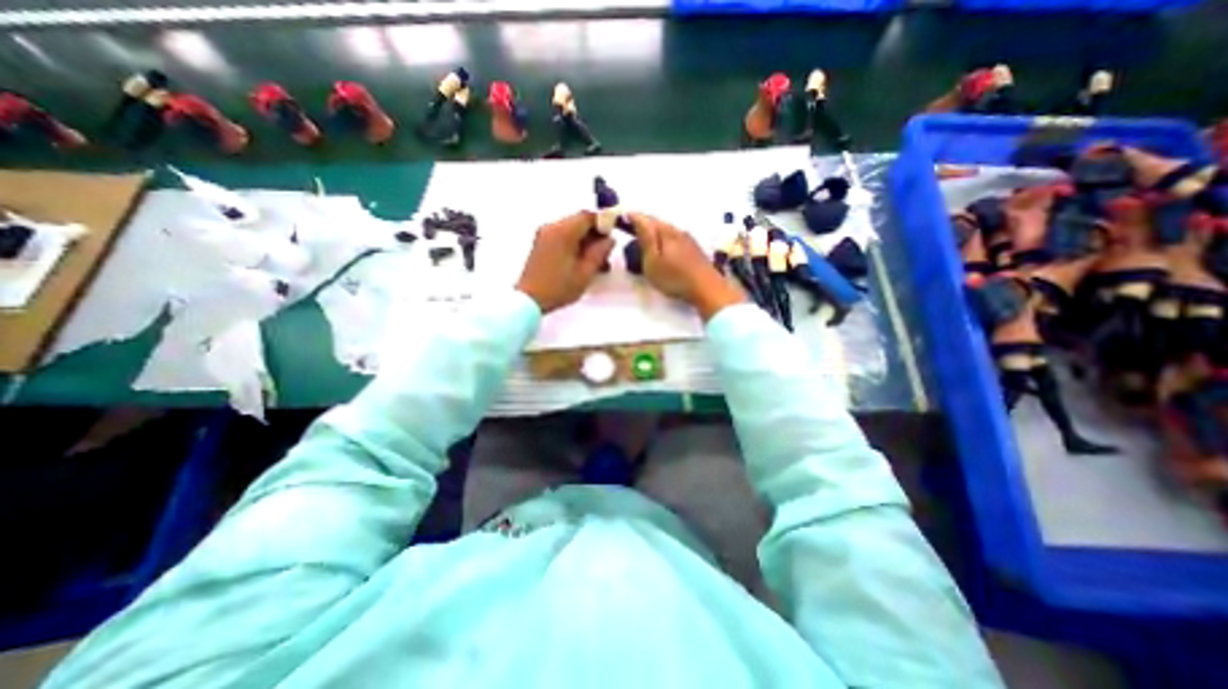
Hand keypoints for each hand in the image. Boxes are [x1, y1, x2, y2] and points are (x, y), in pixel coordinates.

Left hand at [515, 211, 612, 315]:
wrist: (529, 300)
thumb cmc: (559, 288)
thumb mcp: (585, 272)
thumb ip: (600, 252)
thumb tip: (610, 239)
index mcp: (563, 231)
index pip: (588, 216)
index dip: (603, 223)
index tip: (612, 237)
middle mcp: (552, 227)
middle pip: (579, 222)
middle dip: (595, 234)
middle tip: (605, 253)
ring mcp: (544, 234)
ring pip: (571, 230)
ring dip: (585, 241)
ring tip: (595, 261)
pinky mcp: (541, 243)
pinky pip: (562, 237)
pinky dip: (574, 244)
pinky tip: (581, 261)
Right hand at [628, 212, 742, 320]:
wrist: (707, 288)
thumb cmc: (674, 278)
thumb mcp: (653, 262)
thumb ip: (645, 239)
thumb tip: (637, 218)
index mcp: (665, 232)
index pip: (645, 218)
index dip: (632, 217)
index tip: (622, 219)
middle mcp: (677, 230)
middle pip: (657, 222)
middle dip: (644, 223)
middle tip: (632, 228)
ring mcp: (688, 239)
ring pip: (667, 229)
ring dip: (655, 231)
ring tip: (646, 239)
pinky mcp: (694, 249)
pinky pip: (675, 237)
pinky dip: (665, 239)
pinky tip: (665, 248)